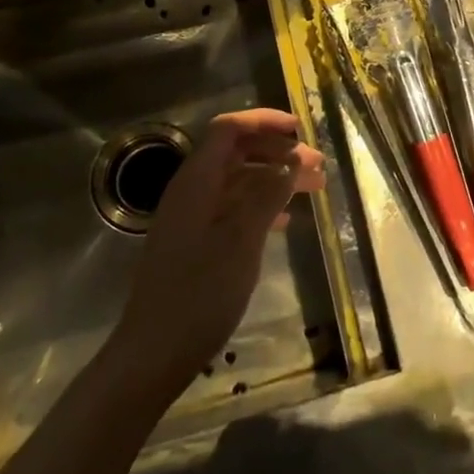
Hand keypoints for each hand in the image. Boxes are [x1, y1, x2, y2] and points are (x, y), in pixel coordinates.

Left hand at [112, 109, 324, 396]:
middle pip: (236, 152)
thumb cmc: (201, 291)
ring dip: (274, 179)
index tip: (300, 129)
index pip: (229, 129)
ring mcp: (192, 217)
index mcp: (197, 180)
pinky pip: (232, 207)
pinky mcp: (195, 242)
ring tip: (313, 189)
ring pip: (238, 181)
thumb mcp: (242, 239)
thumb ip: (267, 194)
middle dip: (278, 152)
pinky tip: (285, 220)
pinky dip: (261, 204)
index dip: (264, 122)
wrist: (155, 351)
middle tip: (318, 166)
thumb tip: (291, 159)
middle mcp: (192, 190)